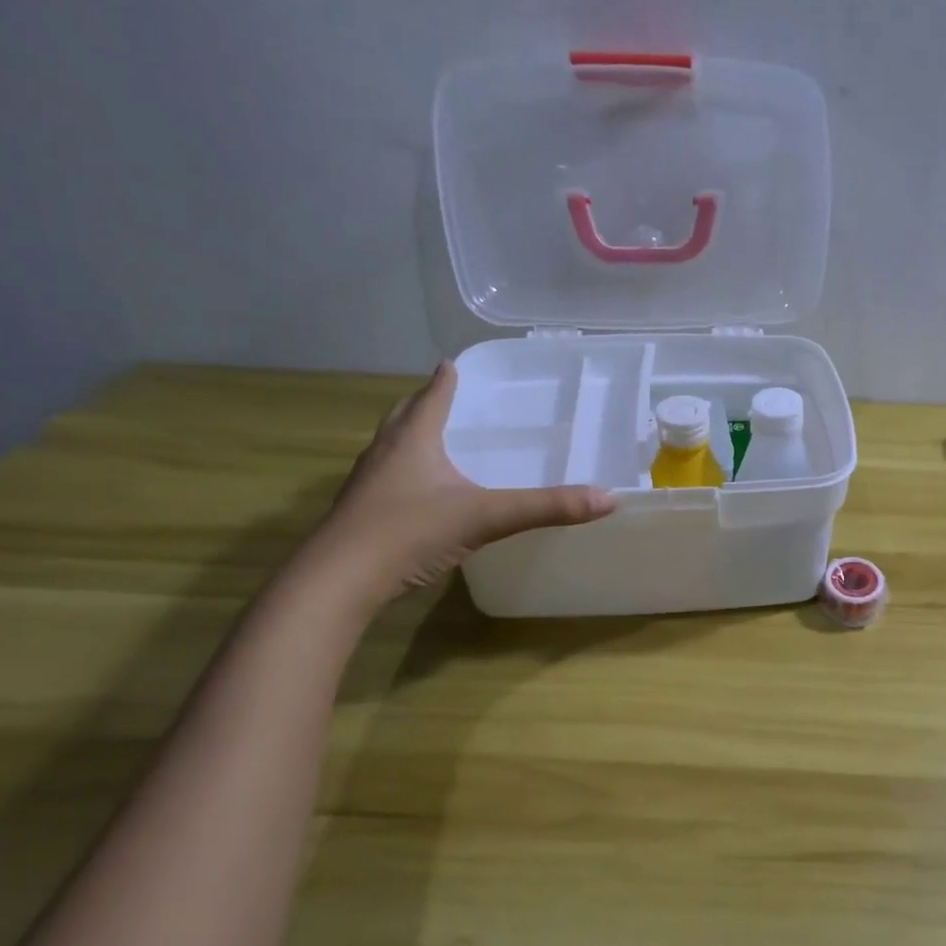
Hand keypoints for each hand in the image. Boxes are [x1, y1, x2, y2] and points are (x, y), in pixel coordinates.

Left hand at [305, 363, 614, 605]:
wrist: (338, 582)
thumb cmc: (409, 532)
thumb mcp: (486, 517)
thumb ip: (546, 507)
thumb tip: (608, 498)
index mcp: (413, 440)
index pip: (432, 397)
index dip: (446, 380)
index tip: (454, 363)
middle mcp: (385, 453)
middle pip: (404, 416)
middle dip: (423, 403)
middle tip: (445, 397)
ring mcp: (367, 484)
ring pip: (390, 447)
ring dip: (410, 437)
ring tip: (435, 440)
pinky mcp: (360, 514)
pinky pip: (386, 479)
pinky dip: (405, 473)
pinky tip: (421, 493)